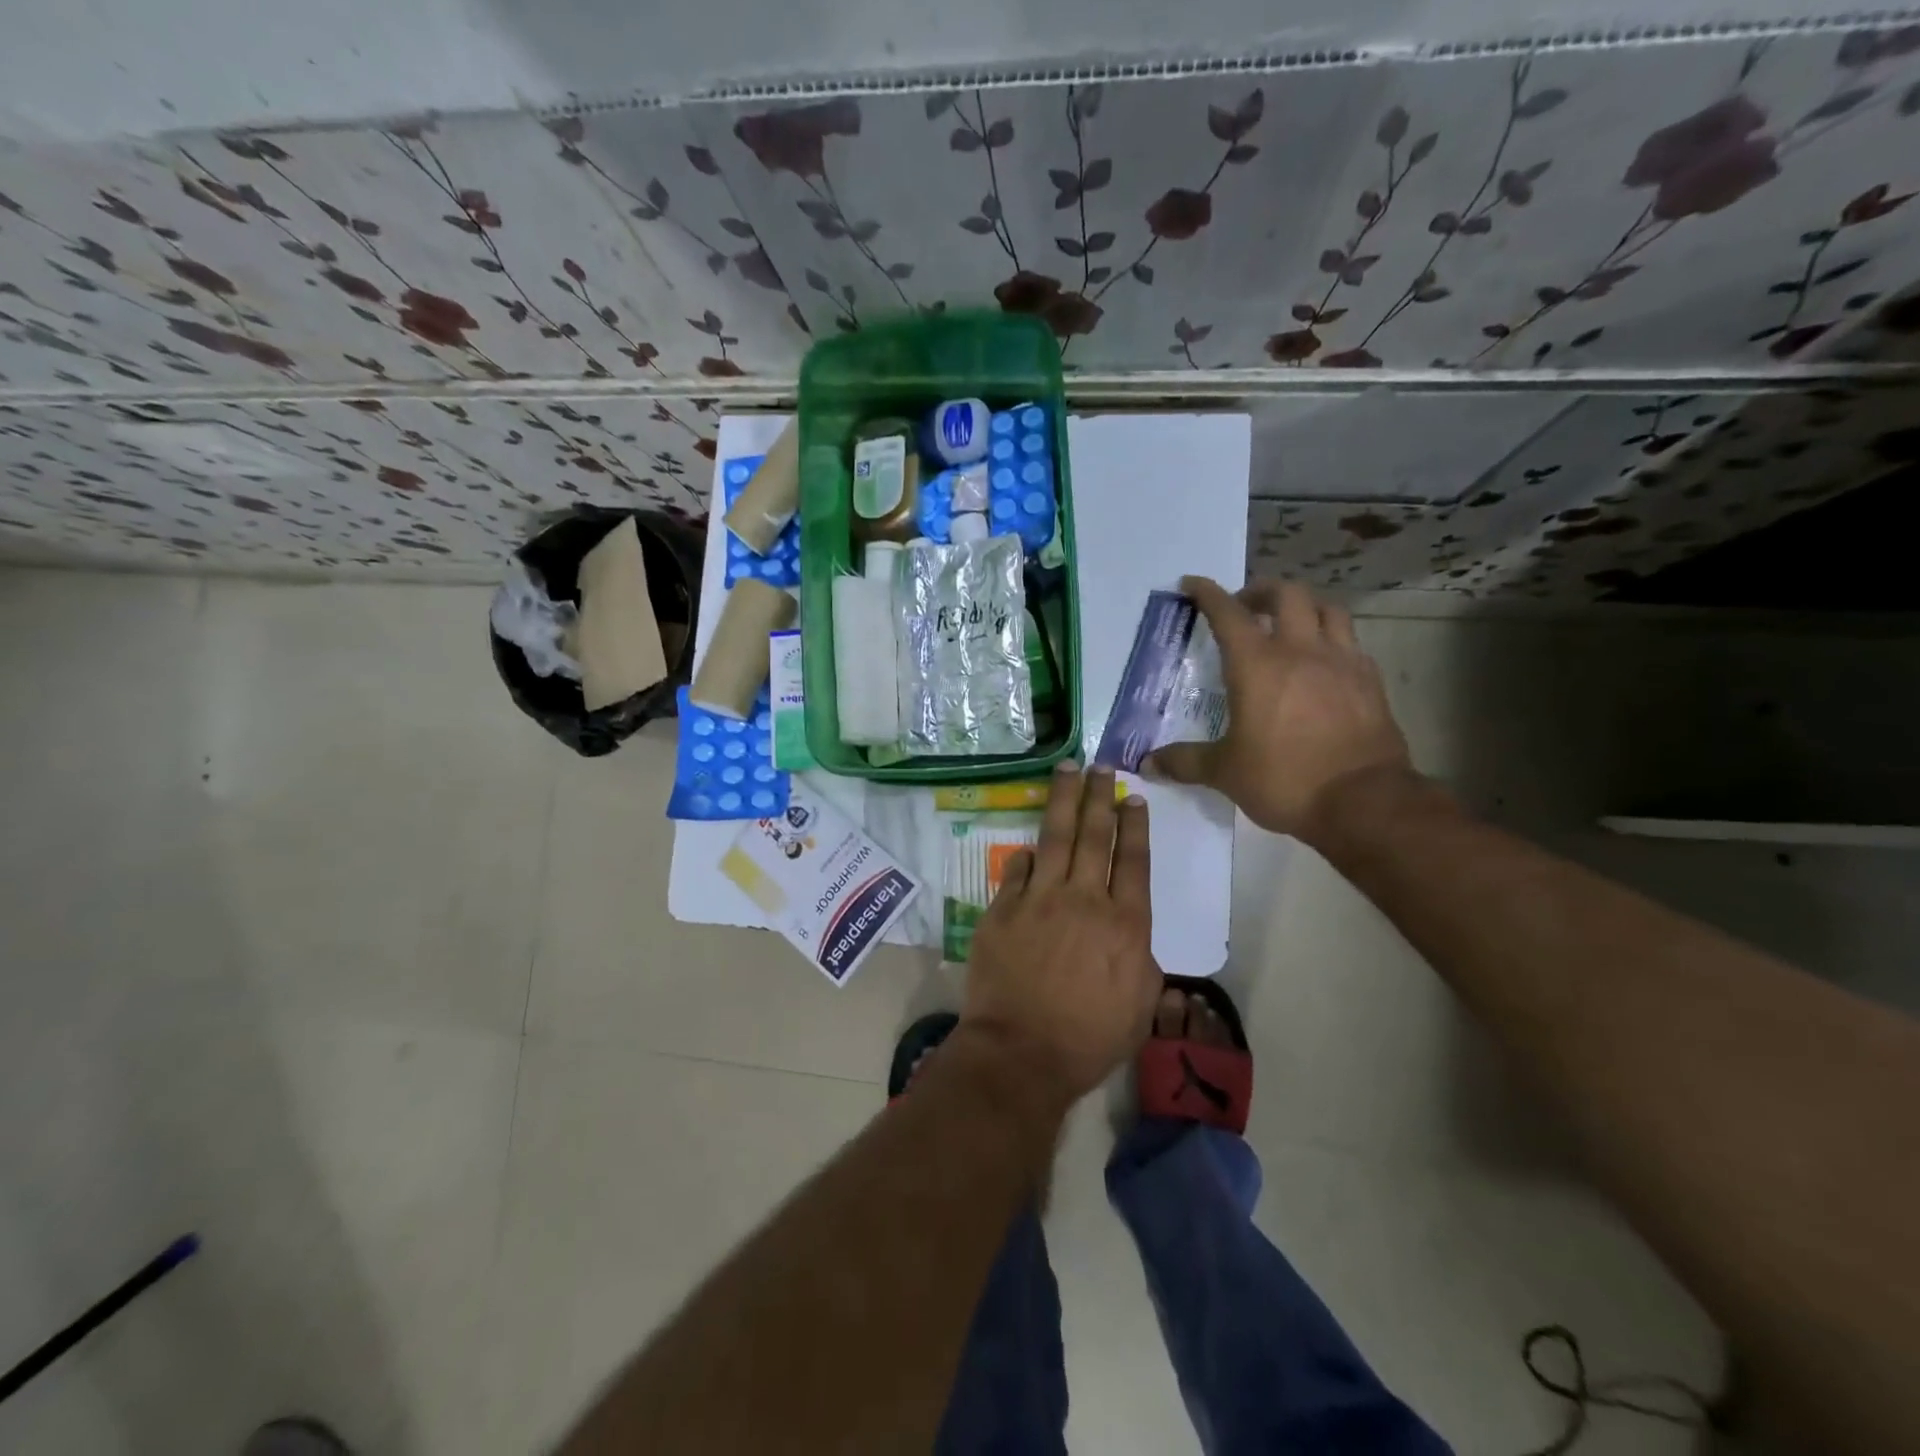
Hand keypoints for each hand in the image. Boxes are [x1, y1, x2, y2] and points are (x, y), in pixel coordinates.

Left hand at [963, 763, 1159, 1101]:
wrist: (1022, 1052)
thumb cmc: (1089, 1038)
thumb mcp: (1141, 1005)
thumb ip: (1142, 959)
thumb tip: (1132, 933)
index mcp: (1125, 923)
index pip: (1133, 860)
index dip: (1134, 825)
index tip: (1133, 798)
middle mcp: (1084, 899)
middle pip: (1095, 836)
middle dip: (1100, 797)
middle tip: (1101, 767)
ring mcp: (1039, 899)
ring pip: (1056, 837)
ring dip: (1064, 800)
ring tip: (1068, 770)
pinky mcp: (1003, 909)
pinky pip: (1017, 870)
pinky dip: (1027, 855)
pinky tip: (1032, 843)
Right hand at [1145, 577, 1412, 841]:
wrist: (1364, 802)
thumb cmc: (1284, 779)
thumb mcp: (1225, 772)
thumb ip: (1185, 762)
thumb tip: (1147, 764)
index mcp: (1257, 665)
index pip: (1227, 613)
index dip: (1207, 593)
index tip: (1192, 584)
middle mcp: (1301, 650)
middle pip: (1286, 594)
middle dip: (1260, 591)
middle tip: (1245, 606)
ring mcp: (1342, 661)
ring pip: (1327, 608)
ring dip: (1303, 606)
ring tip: (1289, 623)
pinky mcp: (1370, 680)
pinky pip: (1350, 641)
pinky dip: (1331, 638)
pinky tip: (1323, 662)